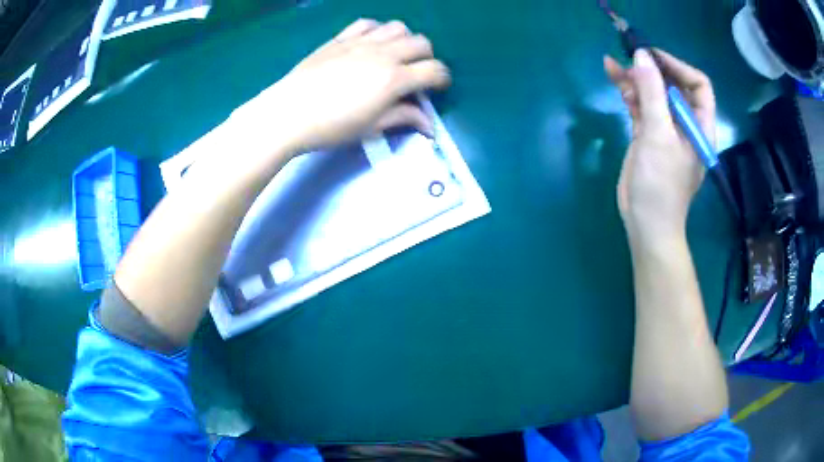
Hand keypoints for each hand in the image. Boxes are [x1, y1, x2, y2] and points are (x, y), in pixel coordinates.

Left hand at [232, 19, 450, 158]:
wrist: (288, 113)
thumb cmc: (331, 127)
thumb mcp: (371, 127)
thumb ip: (403, 118)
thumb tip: (429, 125)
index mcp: (394, 79)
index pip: (434, 70)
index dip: (442, 79)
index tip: (437, 87)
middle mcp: (383, 54)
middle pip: (421, 43)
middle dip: (426, 57)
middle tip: (415, 73)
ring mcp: (360, 42)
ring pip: (398, 27)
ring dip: (404, 40)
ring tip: (394, 55)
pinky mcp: (340, 38)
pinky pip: (368, 23)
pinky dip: (377, 30)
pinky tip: (370, 43)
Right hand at [604, 49, 715, 246]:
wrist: (646, 222)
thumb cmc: (661, 184)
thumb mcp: (659, 136)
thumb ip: (652, 93)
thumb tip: (641, 56)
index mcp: (699, 124)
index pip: (698, 84)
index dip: (677, 66)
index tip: (652, 57)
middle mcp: (685, 122)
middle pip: (672, 85)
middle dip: (651, 69)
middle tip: (628, 57)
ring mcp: (666, 128)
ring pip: (653, 94)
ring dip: (635, 78)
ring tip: (612, 65)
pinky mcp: (648, 135)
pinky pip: (641, 106)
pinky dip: (629, 93)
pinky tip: (615, 80)